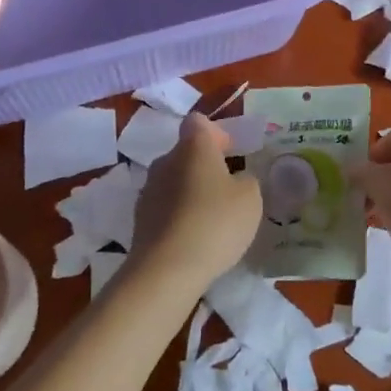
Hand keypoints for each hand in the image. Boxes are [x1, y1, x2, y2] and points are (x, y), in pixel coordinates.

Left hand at [130, 114, 262, 292]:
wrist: (166, 269)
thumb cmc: (215, 222)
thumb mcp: (250, 198)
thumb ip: (246, 180)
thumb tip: (236, 179)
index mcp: (193, 146)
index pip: (198, 122)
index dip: (215, 133)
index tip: (230, 153)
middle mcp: (165, 160)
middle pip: (185, 152)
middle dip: (205, 166)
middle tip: (227, 189)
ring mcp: (148, 189)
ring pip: (174, 180)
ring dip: (190, 192)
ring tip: (211, 219)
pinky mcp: (139, 218)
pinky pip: (164, 206)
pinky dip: (178, 215)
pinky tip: (193, 238)